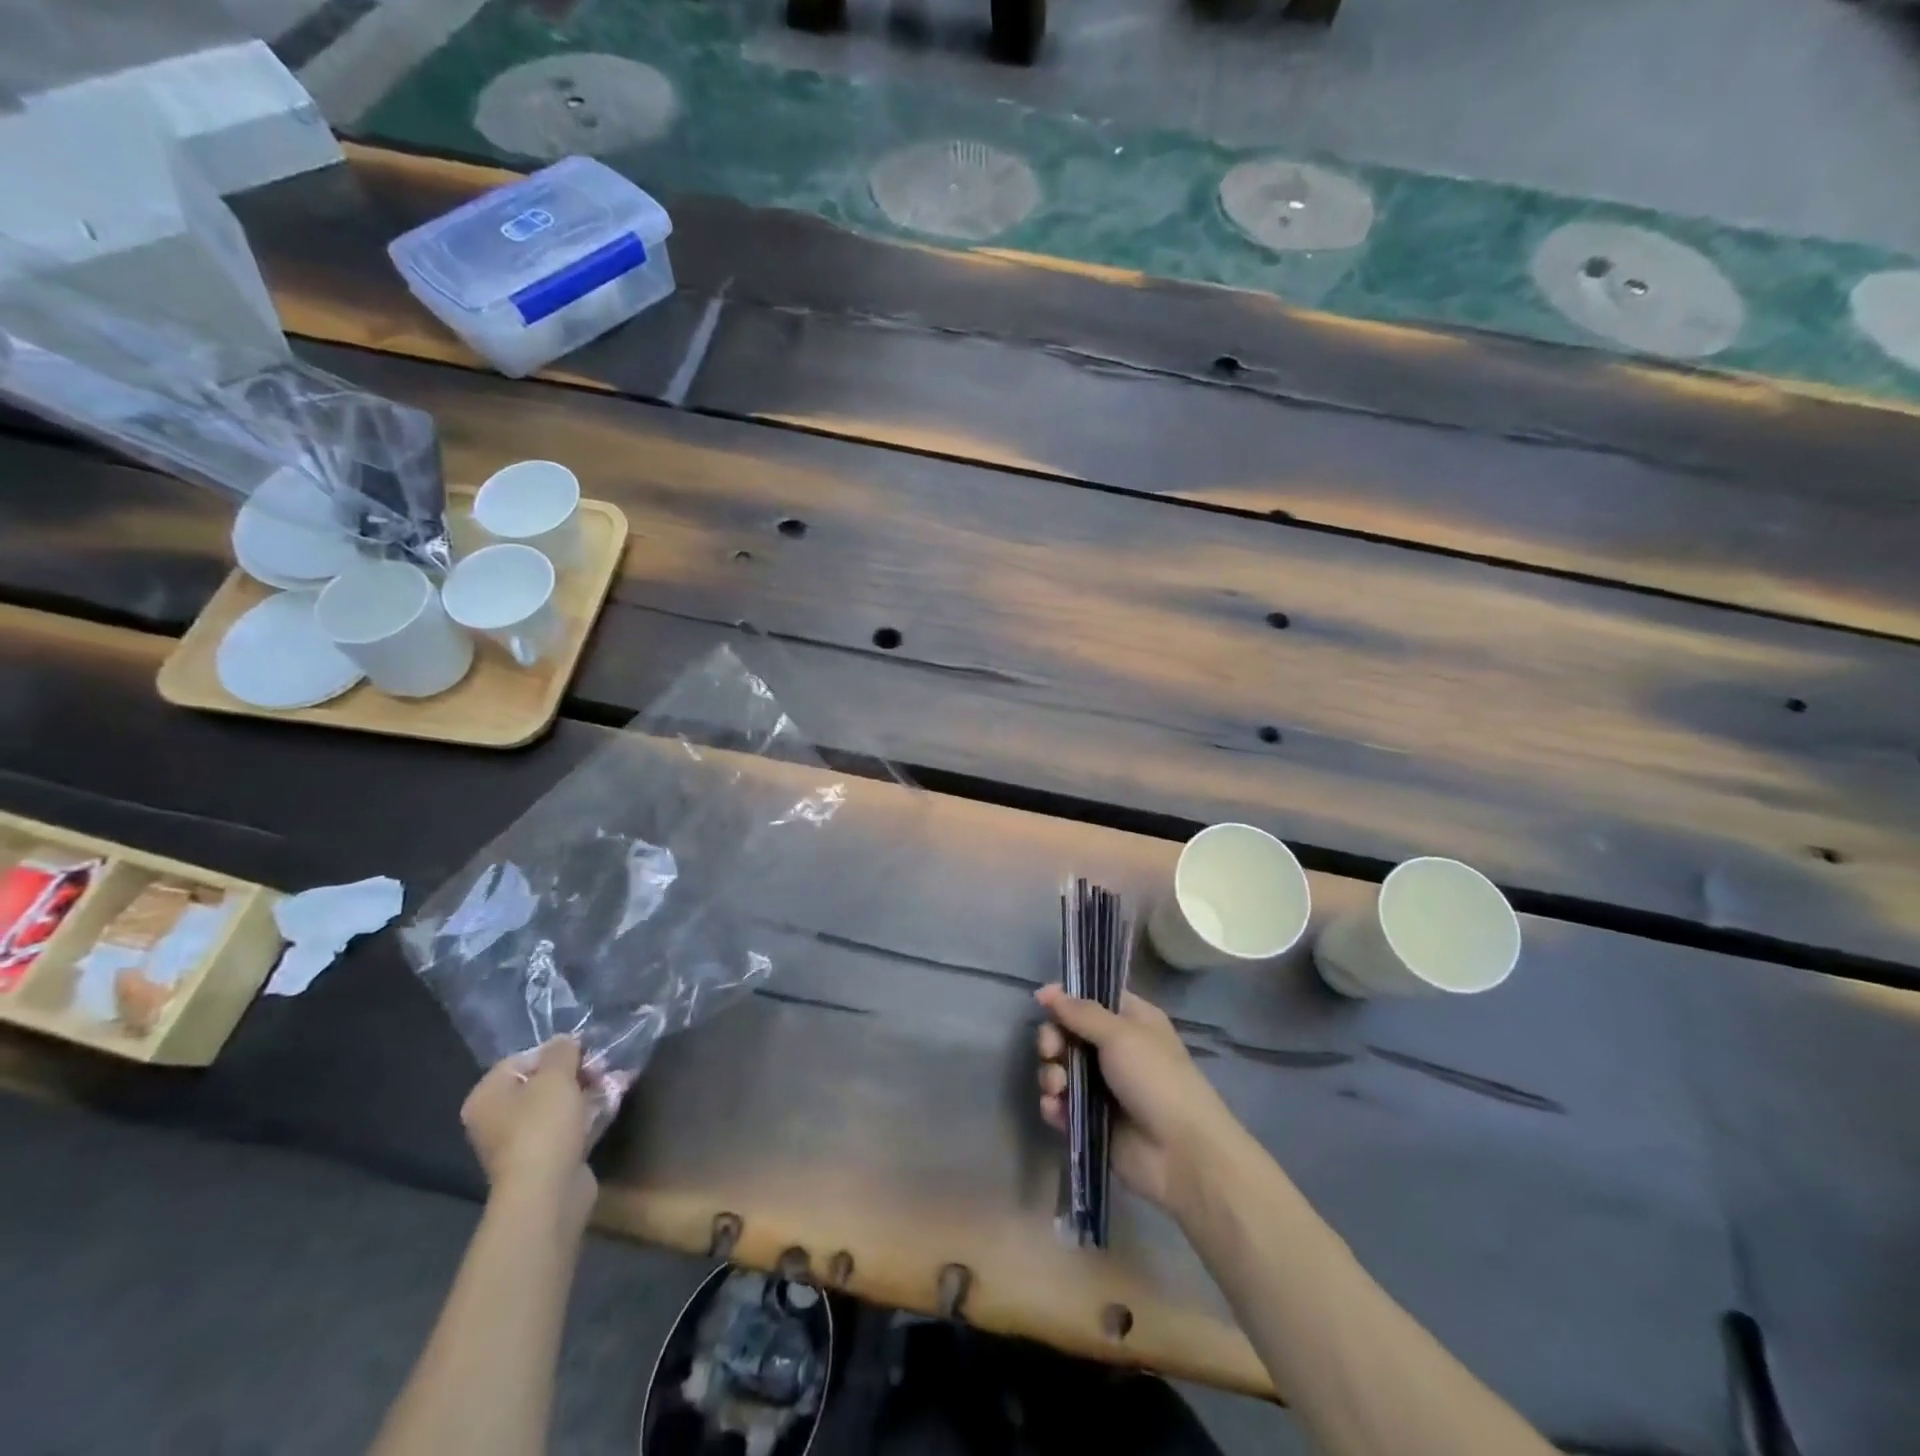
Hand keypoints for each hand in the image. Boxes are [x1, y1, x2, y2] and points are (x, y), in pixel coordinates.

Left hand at [462, 1036, 597, 1226]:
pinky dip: (590, 1113)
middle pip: (541, 1082)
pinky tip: (614, 1100)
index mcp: (487, 1097)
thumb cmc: (542, 1127)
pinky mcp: (547, 1158)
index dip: (554, 1051)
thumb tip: (564, 1040)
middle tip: (603, 1066)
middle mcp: (498, 1119)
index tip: (583, 1050)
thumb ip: (561, 1051)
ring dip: (588, 1090)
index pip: (521, 1060)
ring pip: (559, 1105)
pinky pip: (569, 1126)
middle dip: (576, 1071)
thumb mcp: (555, 1076)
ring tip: (617, 1080)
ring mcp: (522, 1141)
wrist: (547, 1193)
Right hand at [1035, 985, 1239, 1215]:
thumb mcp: (1121, 1035)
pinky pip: (1061, 1104)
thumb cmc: (1156, 1079)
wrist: (1181, 1154)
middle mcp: (1115, 1049)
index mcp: (1131, 1021)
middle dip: (1052, 1040)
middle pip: (1068, 1032)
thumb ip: (1081, 1012)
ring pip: (1061, 1068)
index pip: (1092, 998)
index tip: (1042, 1001)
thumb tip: (1047, 990)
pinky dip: (1054, 1104)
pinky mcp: (1091, 1120)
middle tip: (1051, 1050)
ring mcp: (1102, 1087)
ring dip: (1051, 1073)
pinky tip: (1056, 1109)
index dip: (1066, 997)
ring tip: (1057, 1086)